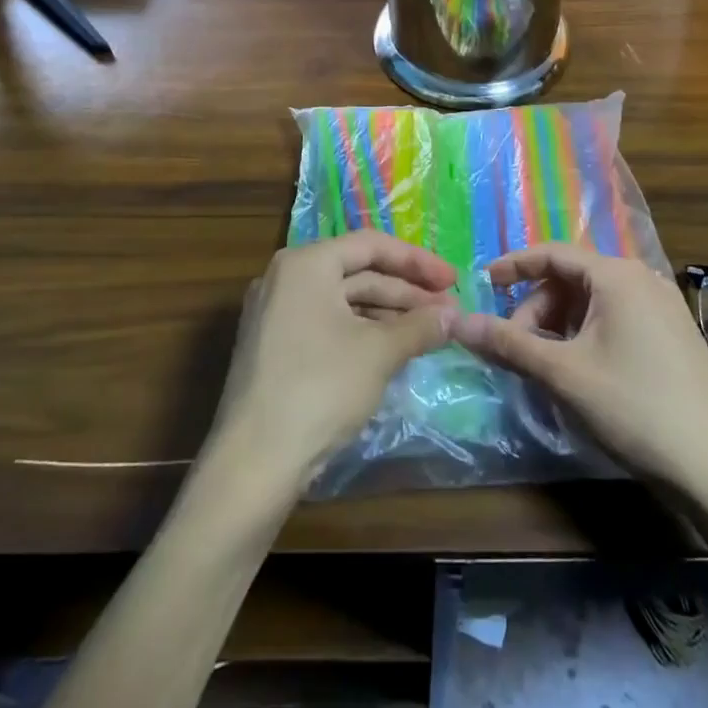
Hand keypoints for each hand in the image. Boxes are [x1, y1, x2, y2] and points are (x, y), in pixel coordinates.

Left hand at [212, 231, 456, 488]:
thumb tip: (454, 315)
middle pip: (357, 272)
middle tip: (448, 312)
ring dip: (389, 314)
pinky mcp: (275, 347)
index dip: (417, 261)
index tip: (453, 281)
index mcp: (305, 263)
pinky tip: (394, 350)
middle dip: (406, 292)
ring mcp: (276, 313)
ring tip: (429, 332)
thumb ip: (420, 326)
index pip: (371, 245)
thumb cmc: (320, 388)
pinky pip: (328, 324)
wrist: (254, 462)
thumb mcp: (379, 353)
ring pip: (344, 301)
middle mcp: (286, 278)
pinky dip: (363, 332)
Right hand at [455, 244, 707, 500]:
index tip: (482, 283)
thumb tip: (458, 323)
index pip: (553, 253)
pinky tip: (580, 372)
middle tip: (516, 347)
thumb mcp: (563, 374)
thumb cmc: (635, 409)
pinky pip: (617, 319)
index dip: (514, 265)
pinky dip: (587, 336)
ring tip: (545, 366)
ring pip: (594, 302)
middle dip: (537, 308)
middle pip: (573, 279)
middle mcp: (643, 280)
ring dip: (560, 326)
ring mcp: (663, 308)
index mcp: (618, 276)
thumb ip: (509, 344)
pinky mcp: (674, 336)